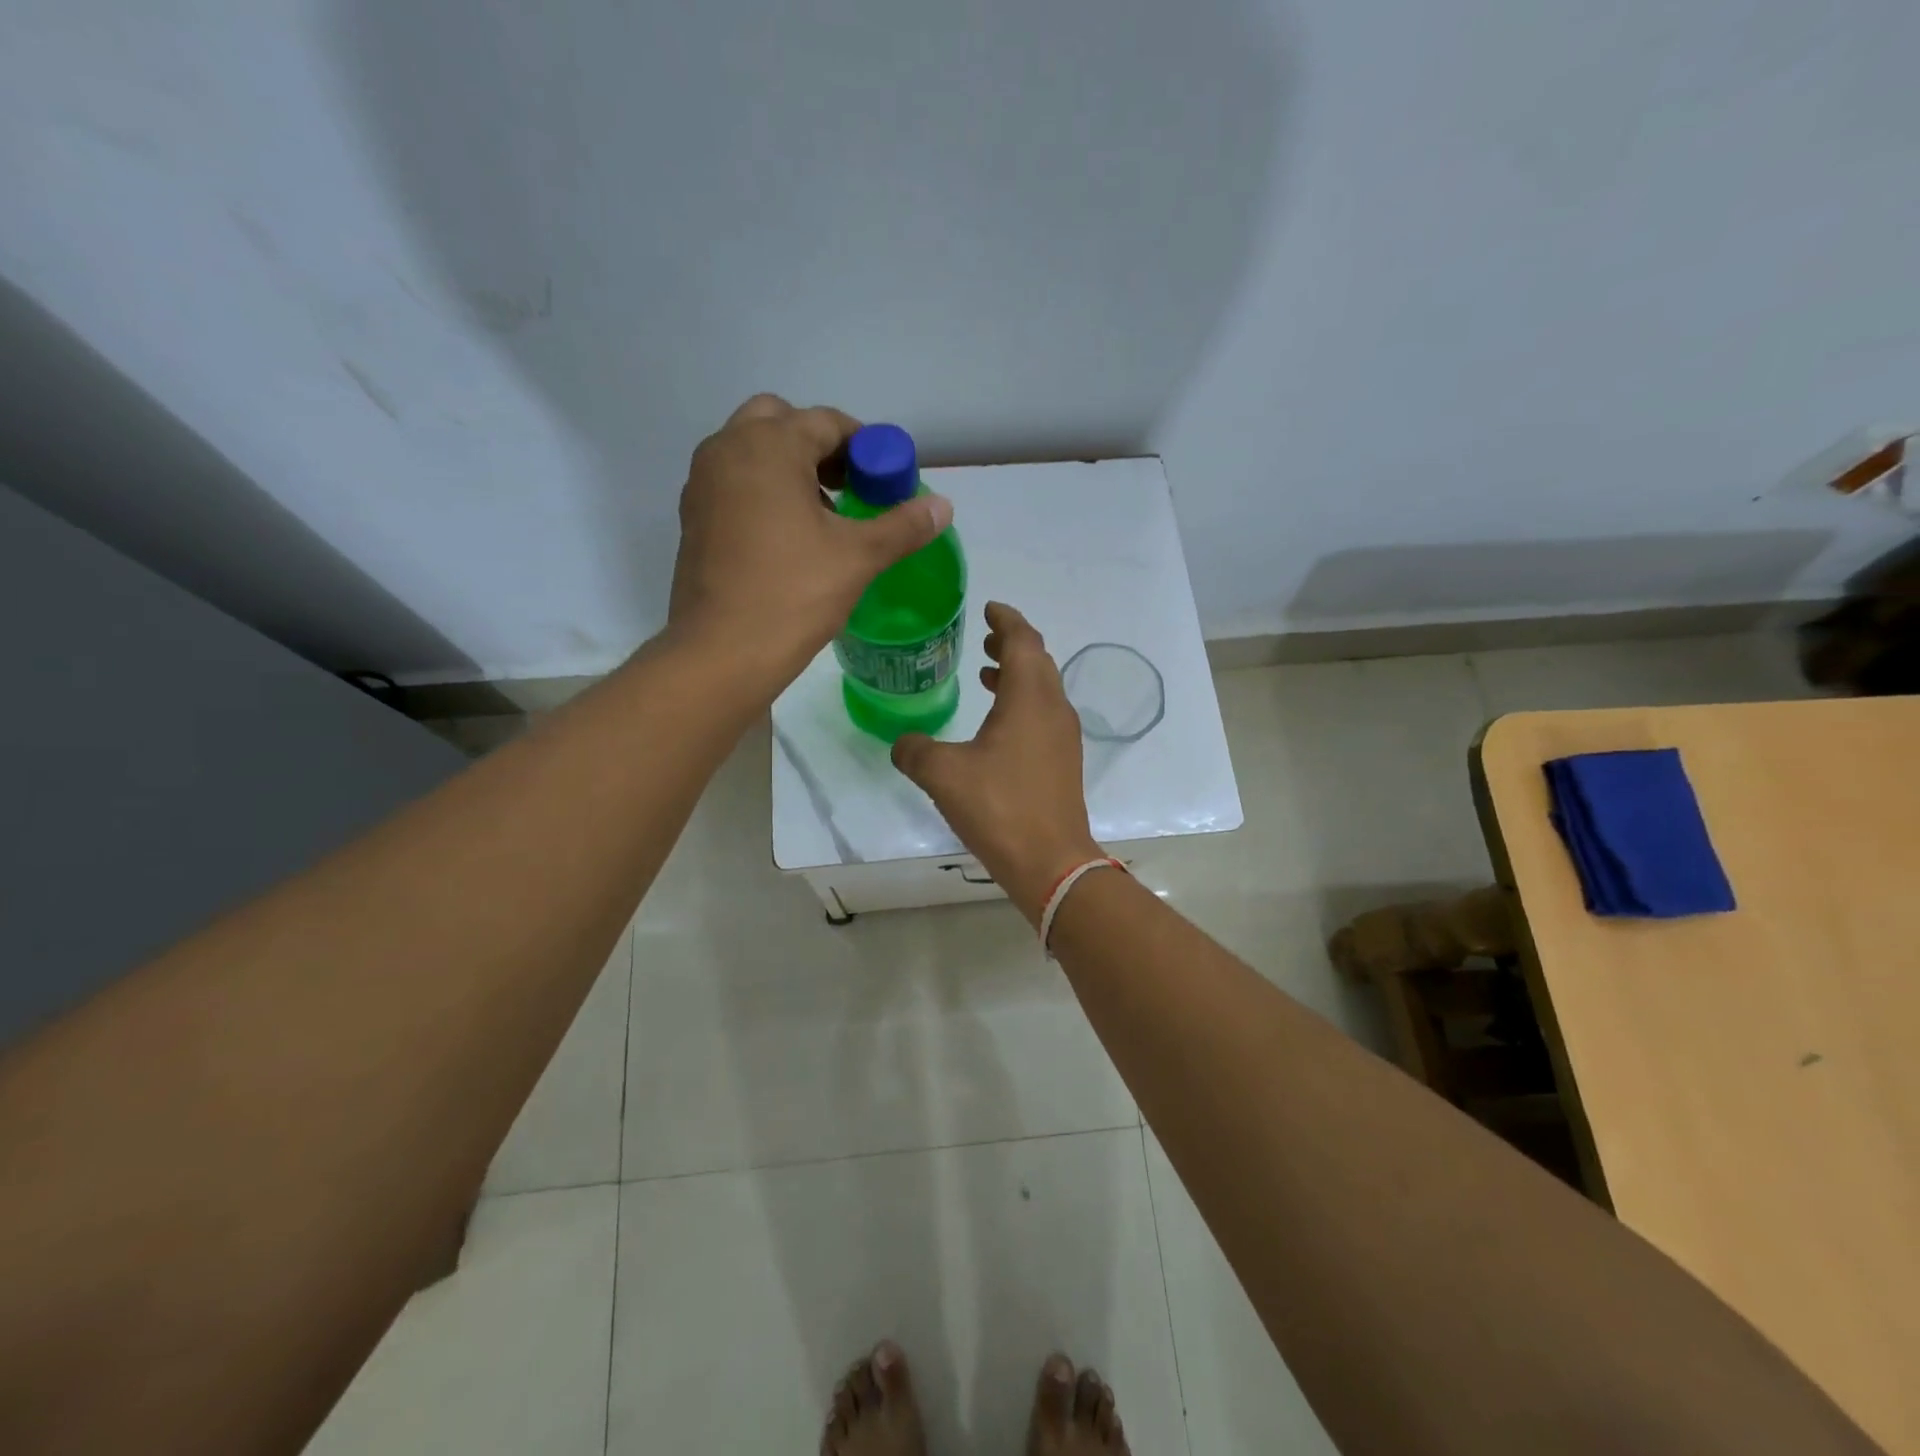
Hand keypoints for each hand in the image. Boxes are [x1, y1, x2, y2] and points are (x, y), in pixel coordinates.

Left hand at [668, 394, 953, 689]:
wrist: (722, 652)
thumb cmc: (792, 594)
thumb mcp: (858, 557)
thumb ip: (903, 526)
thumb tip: (943, 506)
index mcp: (768, 446)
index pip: (827, 422)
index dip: (865, 447)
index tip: (887, 480)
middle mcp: (727, 450)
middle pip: (780, 422)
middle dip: (820, 447)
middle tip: (850, 487)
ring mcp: (703, 483)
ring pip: (753, 452)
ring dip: (790, 467)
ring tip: (825, 515)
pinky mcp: (694, 517)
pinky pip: (735, 483)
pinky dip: (763, 492)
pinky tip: (789, 538)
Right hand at [891, 602, 1102, 924]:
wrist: (1050, 862)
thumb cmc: (999, 807)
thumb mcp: (943, 774)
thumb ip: (915, 750)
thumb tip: (902, 743)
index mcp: (1030, 698)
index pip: (1023, 640)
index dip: (1006, 620)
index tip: (989, 608)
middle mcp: (1053, 709)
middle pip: (1037, 661)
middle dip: (1012, 645)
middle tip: (984, 639)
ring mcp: (1063, 737)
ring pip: (1042, 689)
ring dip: (1017, 675)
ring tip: (986, 674)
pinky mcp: (1063, 762)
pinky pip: (1043, 715)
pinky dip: (1022, 704)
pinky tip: (997, 725)